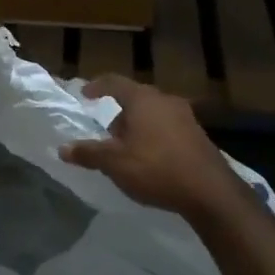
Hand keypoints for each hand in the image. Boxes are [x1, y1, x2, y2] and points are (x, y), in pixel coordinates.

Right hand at [59, 75, 253, 219]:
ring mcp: (186, 117)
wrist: (211, 192)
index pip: (114, 82)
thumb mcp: (114, 163)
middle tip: (106, 136)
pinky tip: (151, 160)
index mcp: (143, 99)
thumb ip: (88, 153)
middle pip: (135, 99)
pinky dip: (154, 137)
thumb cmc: (156, 168)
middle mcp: (165, 100)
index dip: (96, 86)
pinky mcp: (198, 135)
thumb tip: (63, 148)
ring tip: (127, 151)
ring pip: (152, 114)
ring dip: (137, 127)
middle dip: (118, 114)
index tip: (85, 94)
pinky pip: (167, 128)